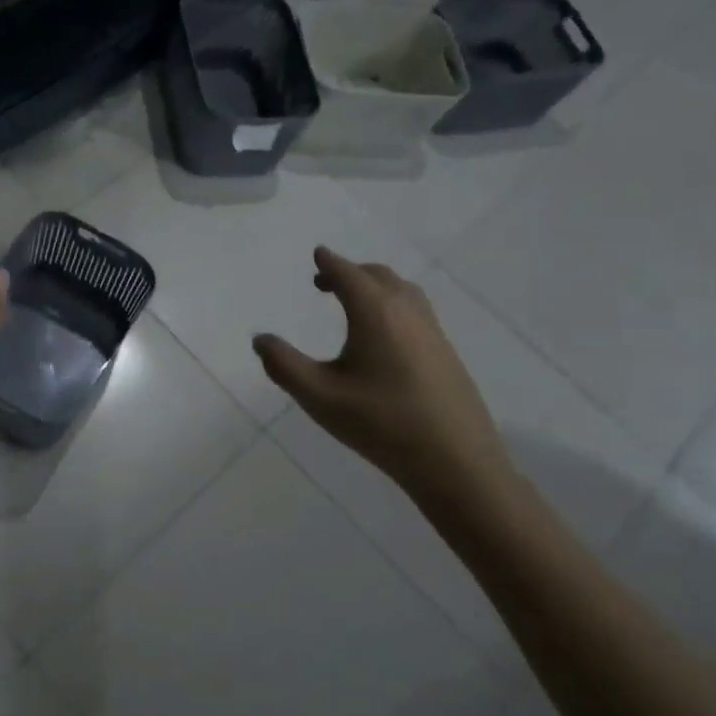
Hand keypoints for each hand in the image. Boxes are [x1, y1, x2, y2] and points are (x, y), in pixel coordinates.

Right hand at [253, 248, 512, 498]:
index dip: (330, 263)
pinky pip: (415, 311)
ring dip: (375, 286)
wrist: (455, 461)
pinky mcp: (446, 353)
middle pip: (378, 276)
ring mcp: (432, 332)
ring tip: (353, 302)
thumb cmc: (380, 423)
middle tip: (325, 281)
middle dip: (350, 272)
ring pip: (402, 292)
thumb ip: (283, 365)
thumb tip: (260, 339)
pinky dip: (393, 304)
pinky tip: (383, 335)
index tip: (318, 254)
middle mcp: (407, 312)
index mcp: (375, 313)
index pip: (348, 275)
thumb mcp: (319, 396)